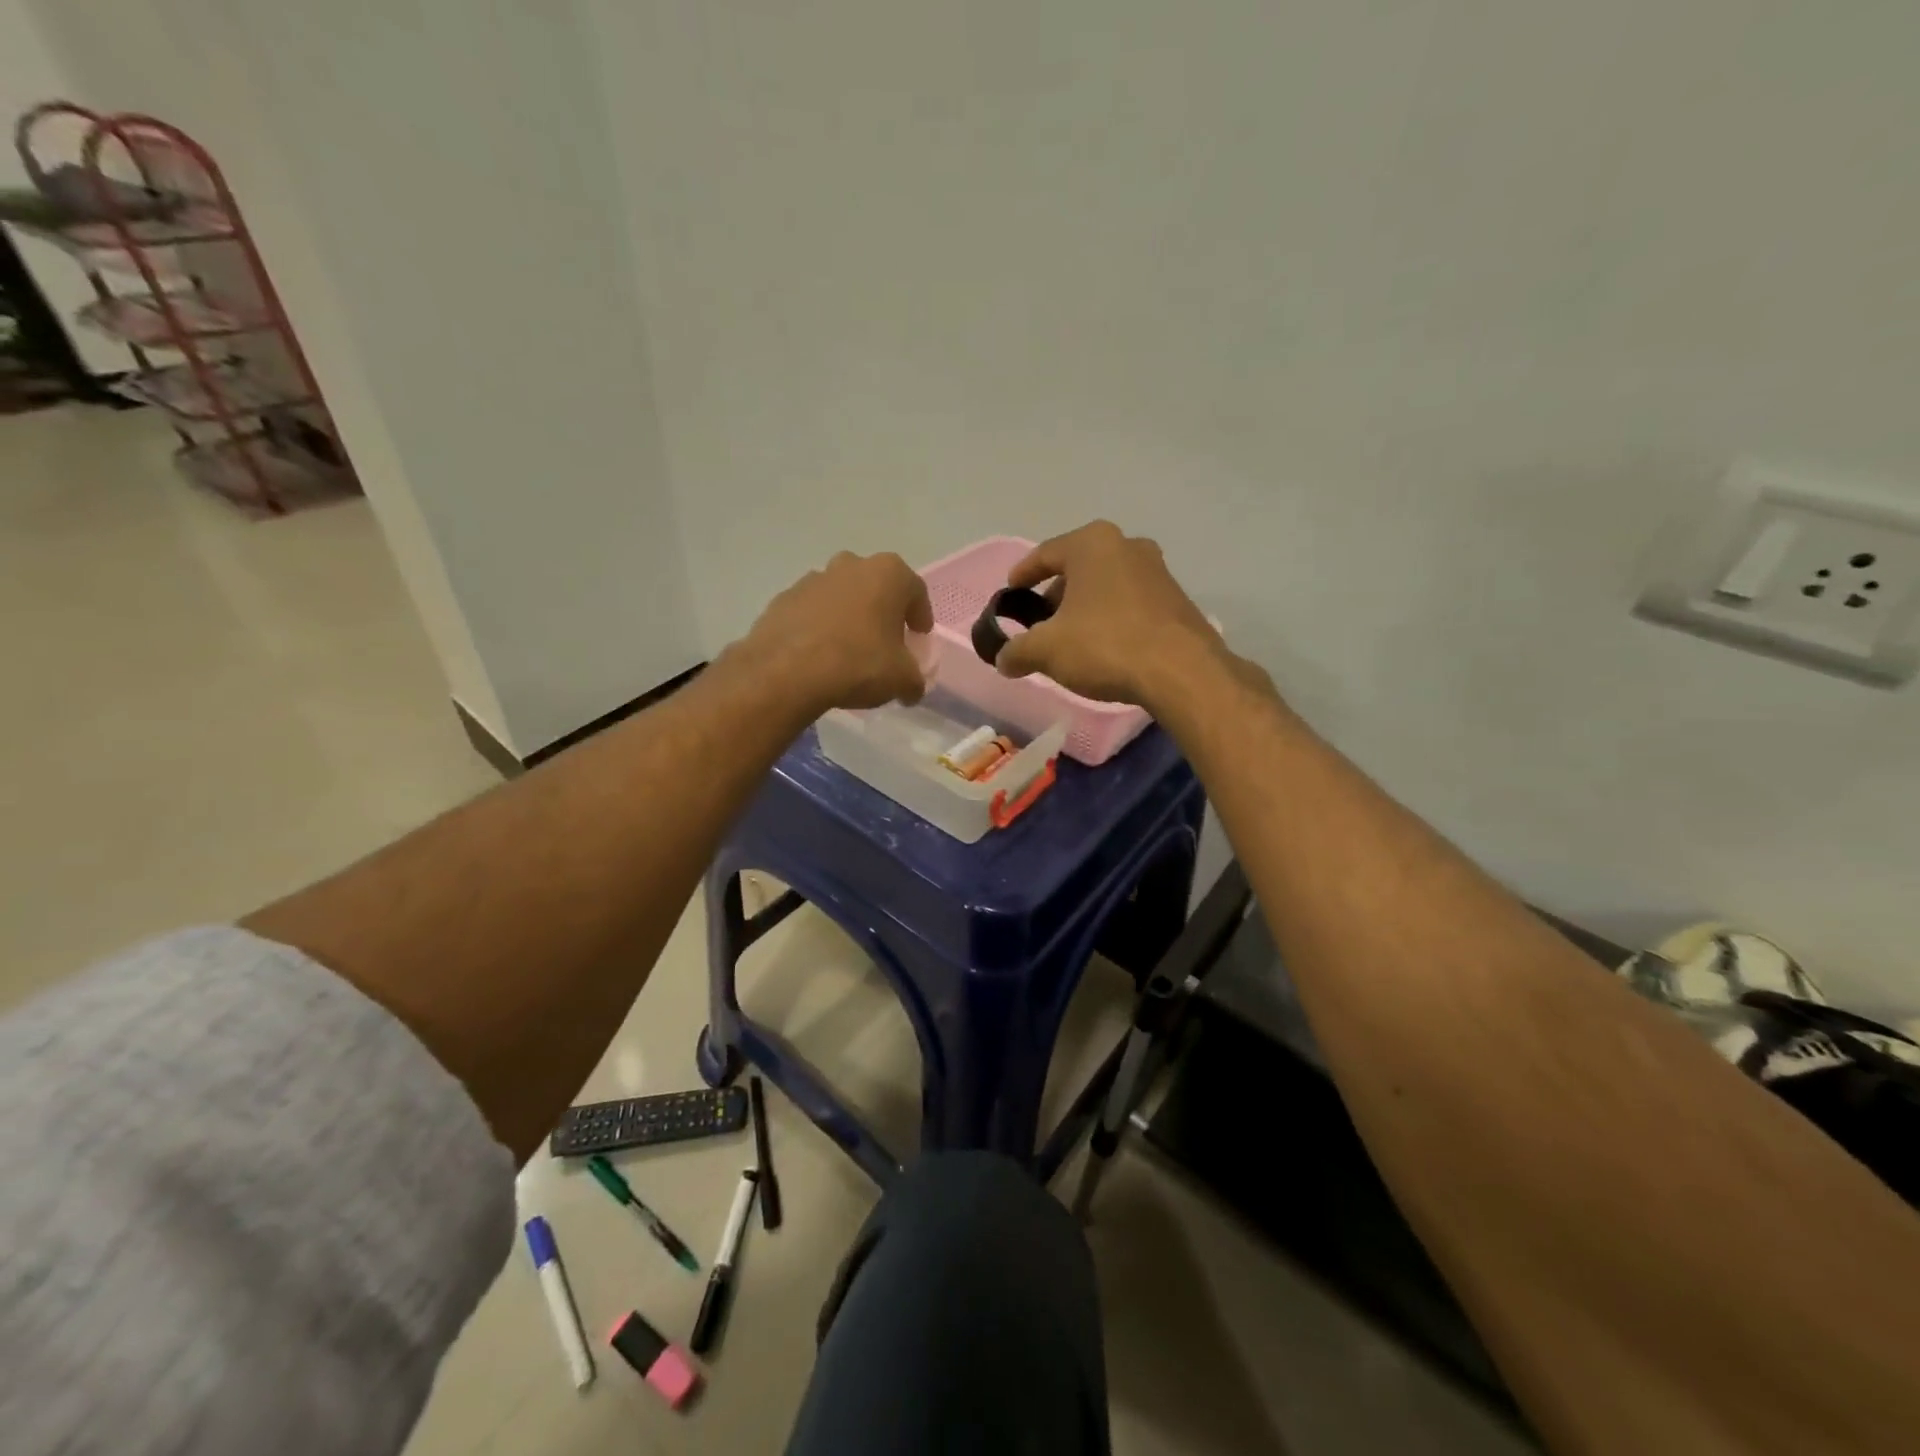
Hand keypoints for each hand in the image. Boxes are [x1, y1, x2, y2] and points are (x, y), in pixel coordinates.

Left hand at [733, 551, 933, 713]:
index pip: (915, 591)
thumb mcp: (902, 679)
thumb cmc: (858, 663)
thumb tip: (911, 688)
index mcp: (887, 573)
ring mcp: (813, 579)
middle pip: (875, 586)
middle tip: (885, 641)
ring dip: (849, 617)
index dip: (920, 616)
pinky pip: (812, 612)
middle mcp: (850, 565)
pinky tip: (819, 656)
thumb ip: (914, 680)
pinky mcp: (783, 599)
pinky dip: (820, 627)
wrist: (786, 672)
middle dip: (882, 611)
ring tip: (849, 651)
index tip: (918, 637)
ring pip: (841, 596)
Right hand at [995, 521, 1235, 710]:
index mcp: (1092, 544)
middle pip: (1078, 568)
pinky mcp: (1176, 599)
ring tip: (1071, 638)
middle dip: (1056, 594)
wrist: (1181, 671)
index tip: (1010, 592)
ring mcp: (1157, 571)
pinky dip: (1111, 618)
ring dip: (1085, 607)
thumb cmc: (1105, 645)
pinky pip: (1130, 603)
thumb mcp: (1046, 650)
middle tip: (1040, 622)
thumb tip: (1003, 660)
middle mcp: (1127, 546)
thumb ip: (1017, 651)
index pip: (1045, 554)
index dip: (1022, 575)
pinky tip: (1105, 647)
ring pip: (1106, 585)